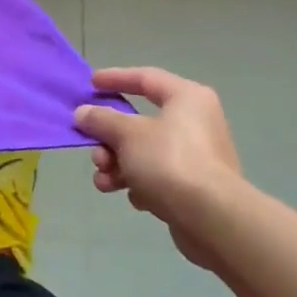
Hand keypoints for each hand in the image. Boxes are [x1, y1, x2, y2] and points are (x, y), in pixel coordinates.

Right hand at [74, 68, 249, 266]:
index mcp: (186, 98)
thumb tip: (83, 113)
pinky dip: (140, 183)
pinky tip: (135, 197)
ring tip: (105, 181)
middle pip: (139, 122)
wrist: (213, 218)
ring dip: (118, 165)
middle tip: (95, 153)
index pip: (145, 78)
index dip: (115, 78)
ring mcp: (197, 156)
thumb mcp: (127, 134)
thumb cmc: (170, 161)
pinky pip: (158, 176)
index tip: (90, 84)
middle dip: (110, 140)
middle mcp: (195, 122)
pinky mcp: (195, 186)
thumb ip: (101, 120)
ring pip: (144, 152)